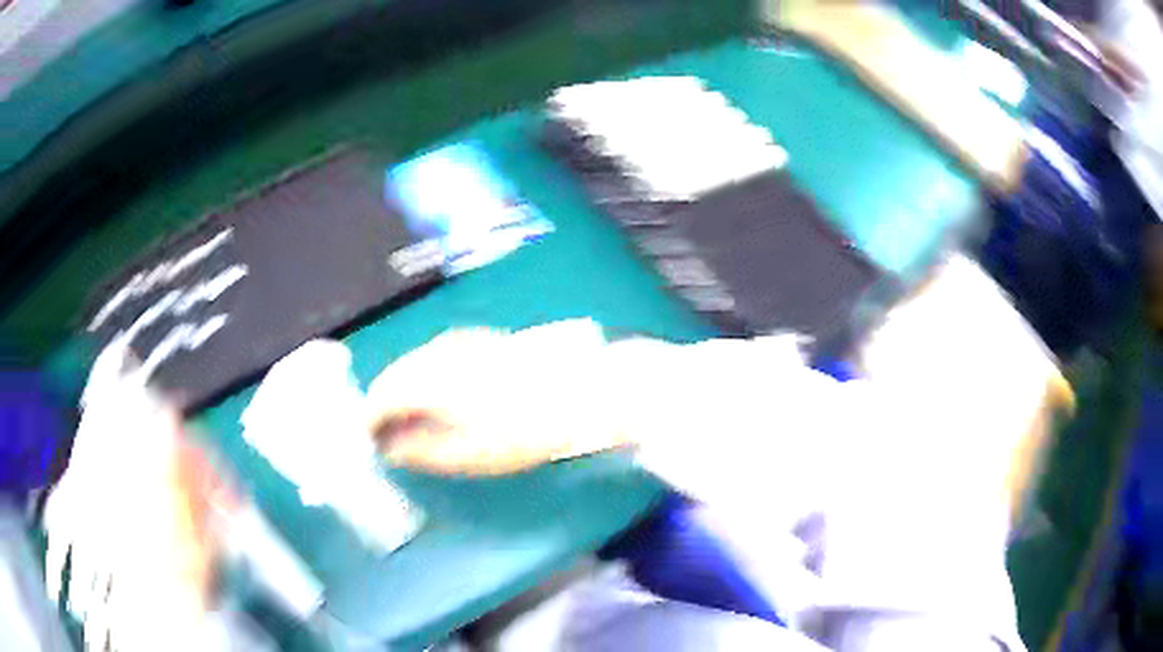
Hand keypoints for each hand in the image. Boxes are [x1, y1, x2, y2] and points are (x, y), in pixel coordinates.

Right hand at [365, 323, 628, 475]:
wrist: (581, 391)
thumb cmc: (523, 431)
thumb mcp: (469, 453)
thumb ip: (421, 450)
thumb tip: (389, 448)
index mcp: (428, 380)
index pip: (381, 397)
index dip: (370, 421)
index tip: (371, 443)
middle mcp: (436, 352)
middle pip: (394, 374)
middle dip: (384, 403)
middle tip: (387, 433)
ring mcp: (459, 341)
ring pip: (414, 362)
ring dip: (404, 388)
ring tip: (411, 419)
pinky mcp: (479, 338)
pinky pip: (435, 355)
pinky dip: (425, 375)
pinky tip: (439, 395)